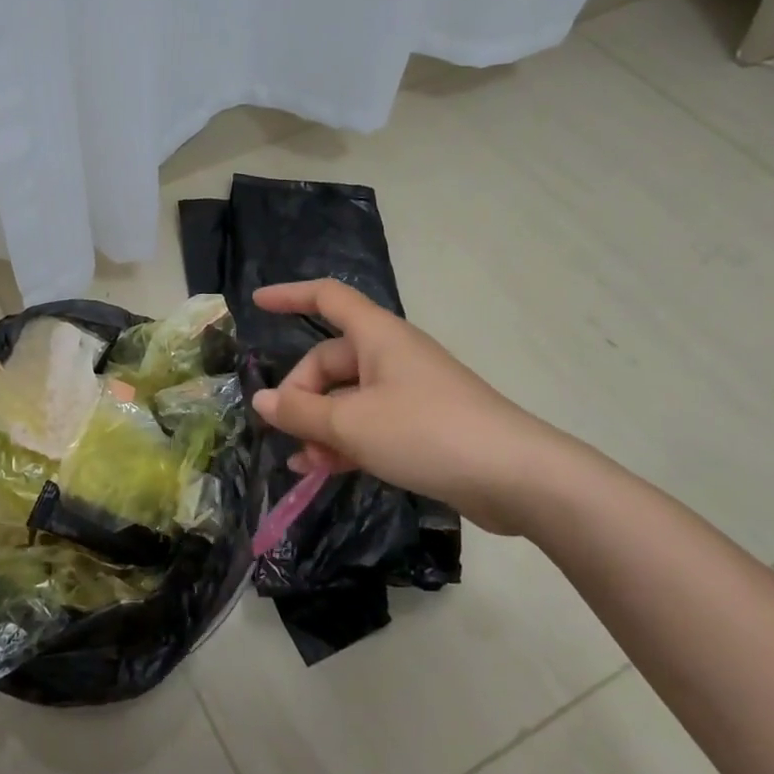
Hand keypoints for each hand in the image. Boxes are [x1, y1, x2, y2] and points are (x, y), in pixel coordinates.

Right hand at [249, 279, 575, 535]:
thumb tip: (262, 402)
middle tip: (287, 432)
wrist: (517, 477)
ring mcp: (409, 391)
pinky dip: (345, 442)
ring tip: (303, 462)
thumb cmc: (426, 432)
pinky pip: (369, 423)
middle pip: (330, 361)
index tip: (257, 303)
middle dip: (302, 395)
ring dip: (320, 426)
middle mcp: (392, 356)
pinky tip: (323, 471)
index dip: (290, 295)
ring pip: (347, 398)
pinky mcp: (422, 425)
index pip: (327, 298)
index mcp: (377, 336)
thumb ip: (300, 412)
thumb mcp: (351, 423)